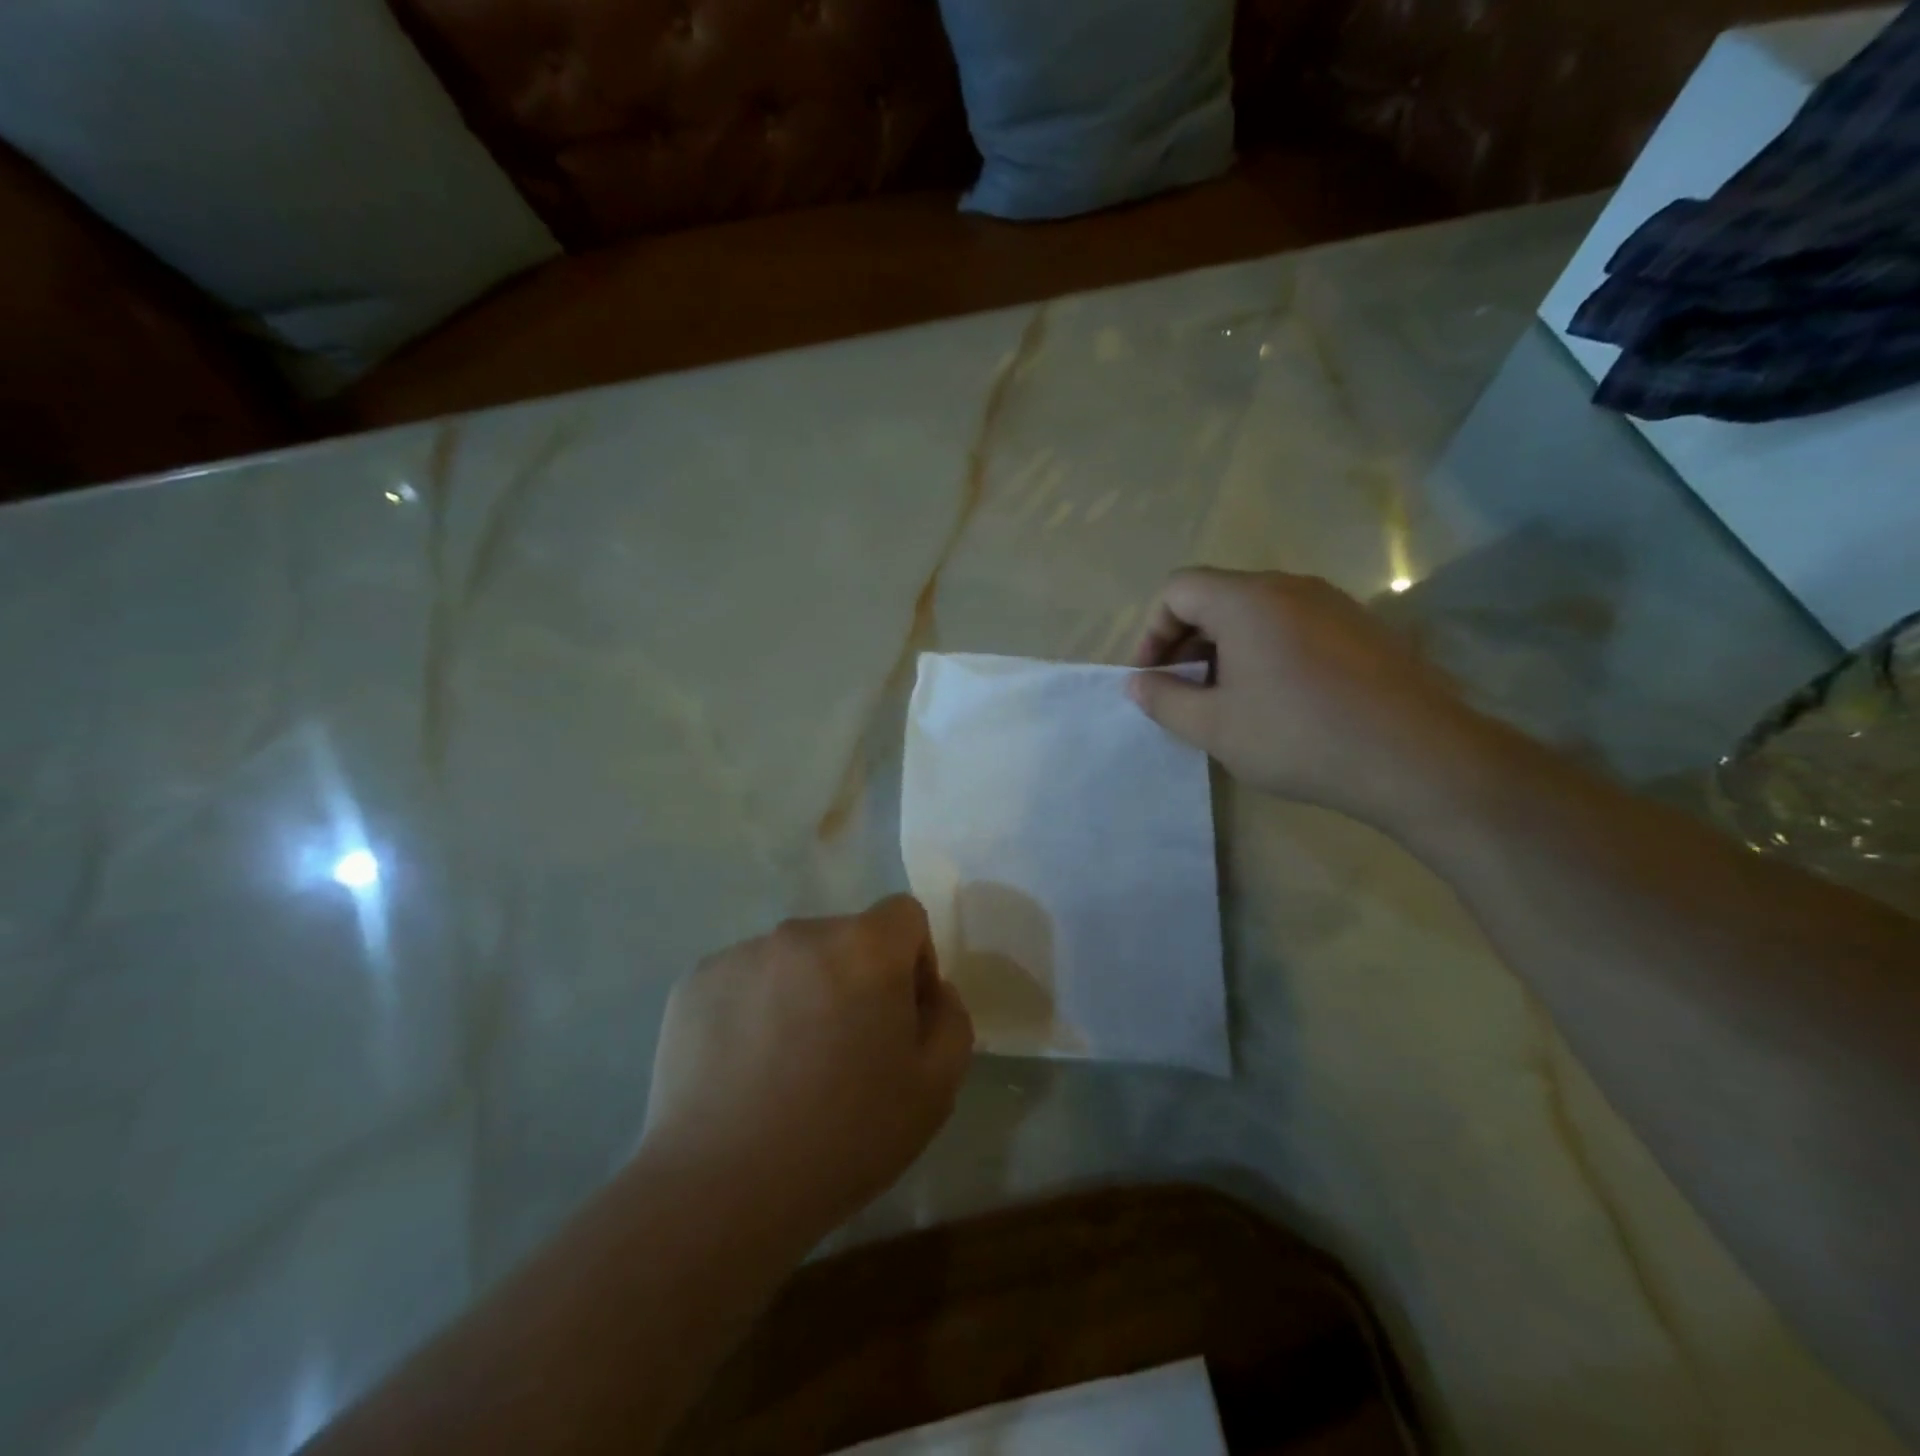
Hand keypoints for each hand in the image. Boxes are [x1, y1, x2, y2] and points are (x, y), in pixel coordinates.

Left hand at [642, 895, 973, 1244]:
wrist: (722, 1188)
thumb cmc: (845, 1136)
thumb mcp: (936, 1088)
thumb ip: (951, 1018)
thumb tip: (930, 990)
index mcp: (865, 946)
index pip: (904, 916)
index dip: (913, 960)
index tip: (899, 1017)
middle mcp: (802, 932)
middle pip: (846, 938)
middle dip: (856, 978)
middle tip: (844, 1050)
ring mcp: (742, 954)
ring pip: (793, 960)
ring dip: (803, 992)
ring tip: (786, 1066)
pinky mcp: (695, 981)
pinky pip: (744, 980)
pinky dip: (753, 1008)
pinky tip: (743, 1070)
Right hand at [1129, 568, 1489, 830]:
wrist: (1416, 757)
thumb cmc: (1298, 736)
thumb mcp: (1214, 726)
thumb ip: (1164, 700)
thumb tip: (1137, 683)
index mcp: (1247, 600)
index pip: (1178, 589)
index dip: (1152, 631)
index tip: (1151, 678)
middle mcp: (1290, 587)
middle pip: (1216, 597)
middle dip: (1186, 642)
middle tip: (1182, 692)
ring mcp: (1332, 603)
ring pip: (1256, 612)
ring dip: (1225, 649)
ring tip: (1226, 700)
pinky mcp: (1361, 627)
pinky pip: (1294, 625)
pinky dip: (1265, 651)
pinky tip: (1276, 700)